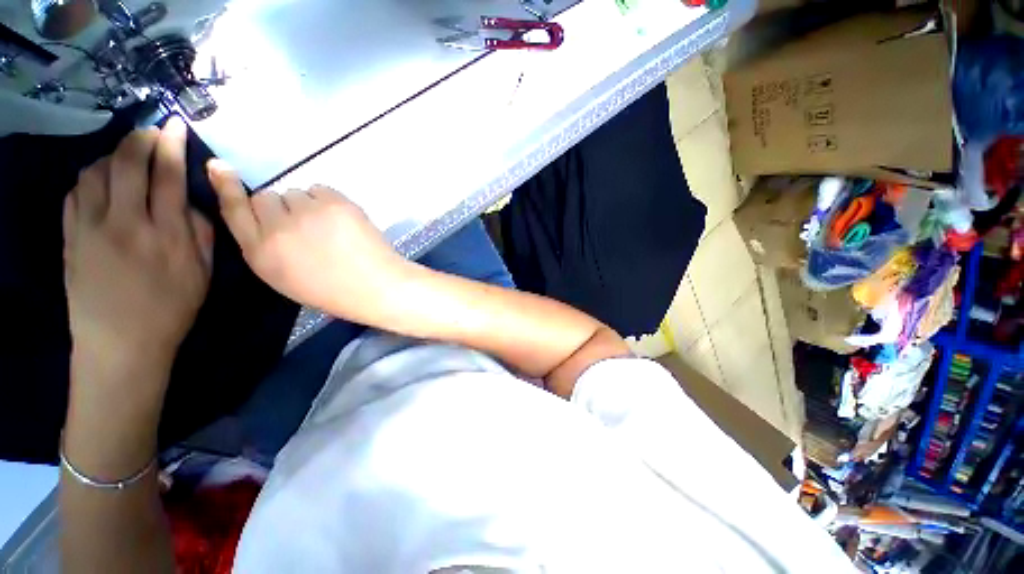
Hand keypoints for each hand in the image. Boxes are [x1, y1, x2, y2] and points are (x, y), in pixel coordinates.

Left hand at [64, 117, 213, 379]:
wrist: (121, 344)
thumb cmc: (171, 310)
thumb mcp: (203, 275)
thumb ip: (201, 234)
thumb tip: (191, 204)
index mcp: (166, 235)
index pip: (168, 177)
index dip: (171, 145)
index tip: (174, 125)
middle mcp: (126, 223)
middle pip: (128, 164)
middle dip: (140, 139)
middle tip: (151, 133)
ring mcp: (91, 228)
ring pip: (96, 172)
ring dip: (113, 156)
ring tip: (126, 158)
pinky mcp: (71, 237)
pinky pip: (76, 193)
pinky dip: (90, 178)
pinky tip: (101, 182)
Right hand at [207, 161, 408, 323]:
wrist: (376, 286)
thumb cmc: (333, 290)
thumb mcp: (285, 278)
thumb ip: (267, 247)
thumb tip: (265, 218)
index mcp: (261, 253)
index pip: (234, 210)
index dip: (226, 186)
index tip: (219, 166)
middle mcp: (277, 228)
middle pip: (264, 196)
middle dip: (280, 208)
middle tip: (304, 226)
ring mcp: (308, 212)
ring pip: (294, 192)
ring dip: (306, 205)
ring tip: (327, 228)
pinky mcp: (336, 203)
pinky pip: (320, 189)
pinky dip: (327, 201)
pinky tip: (341, 221)